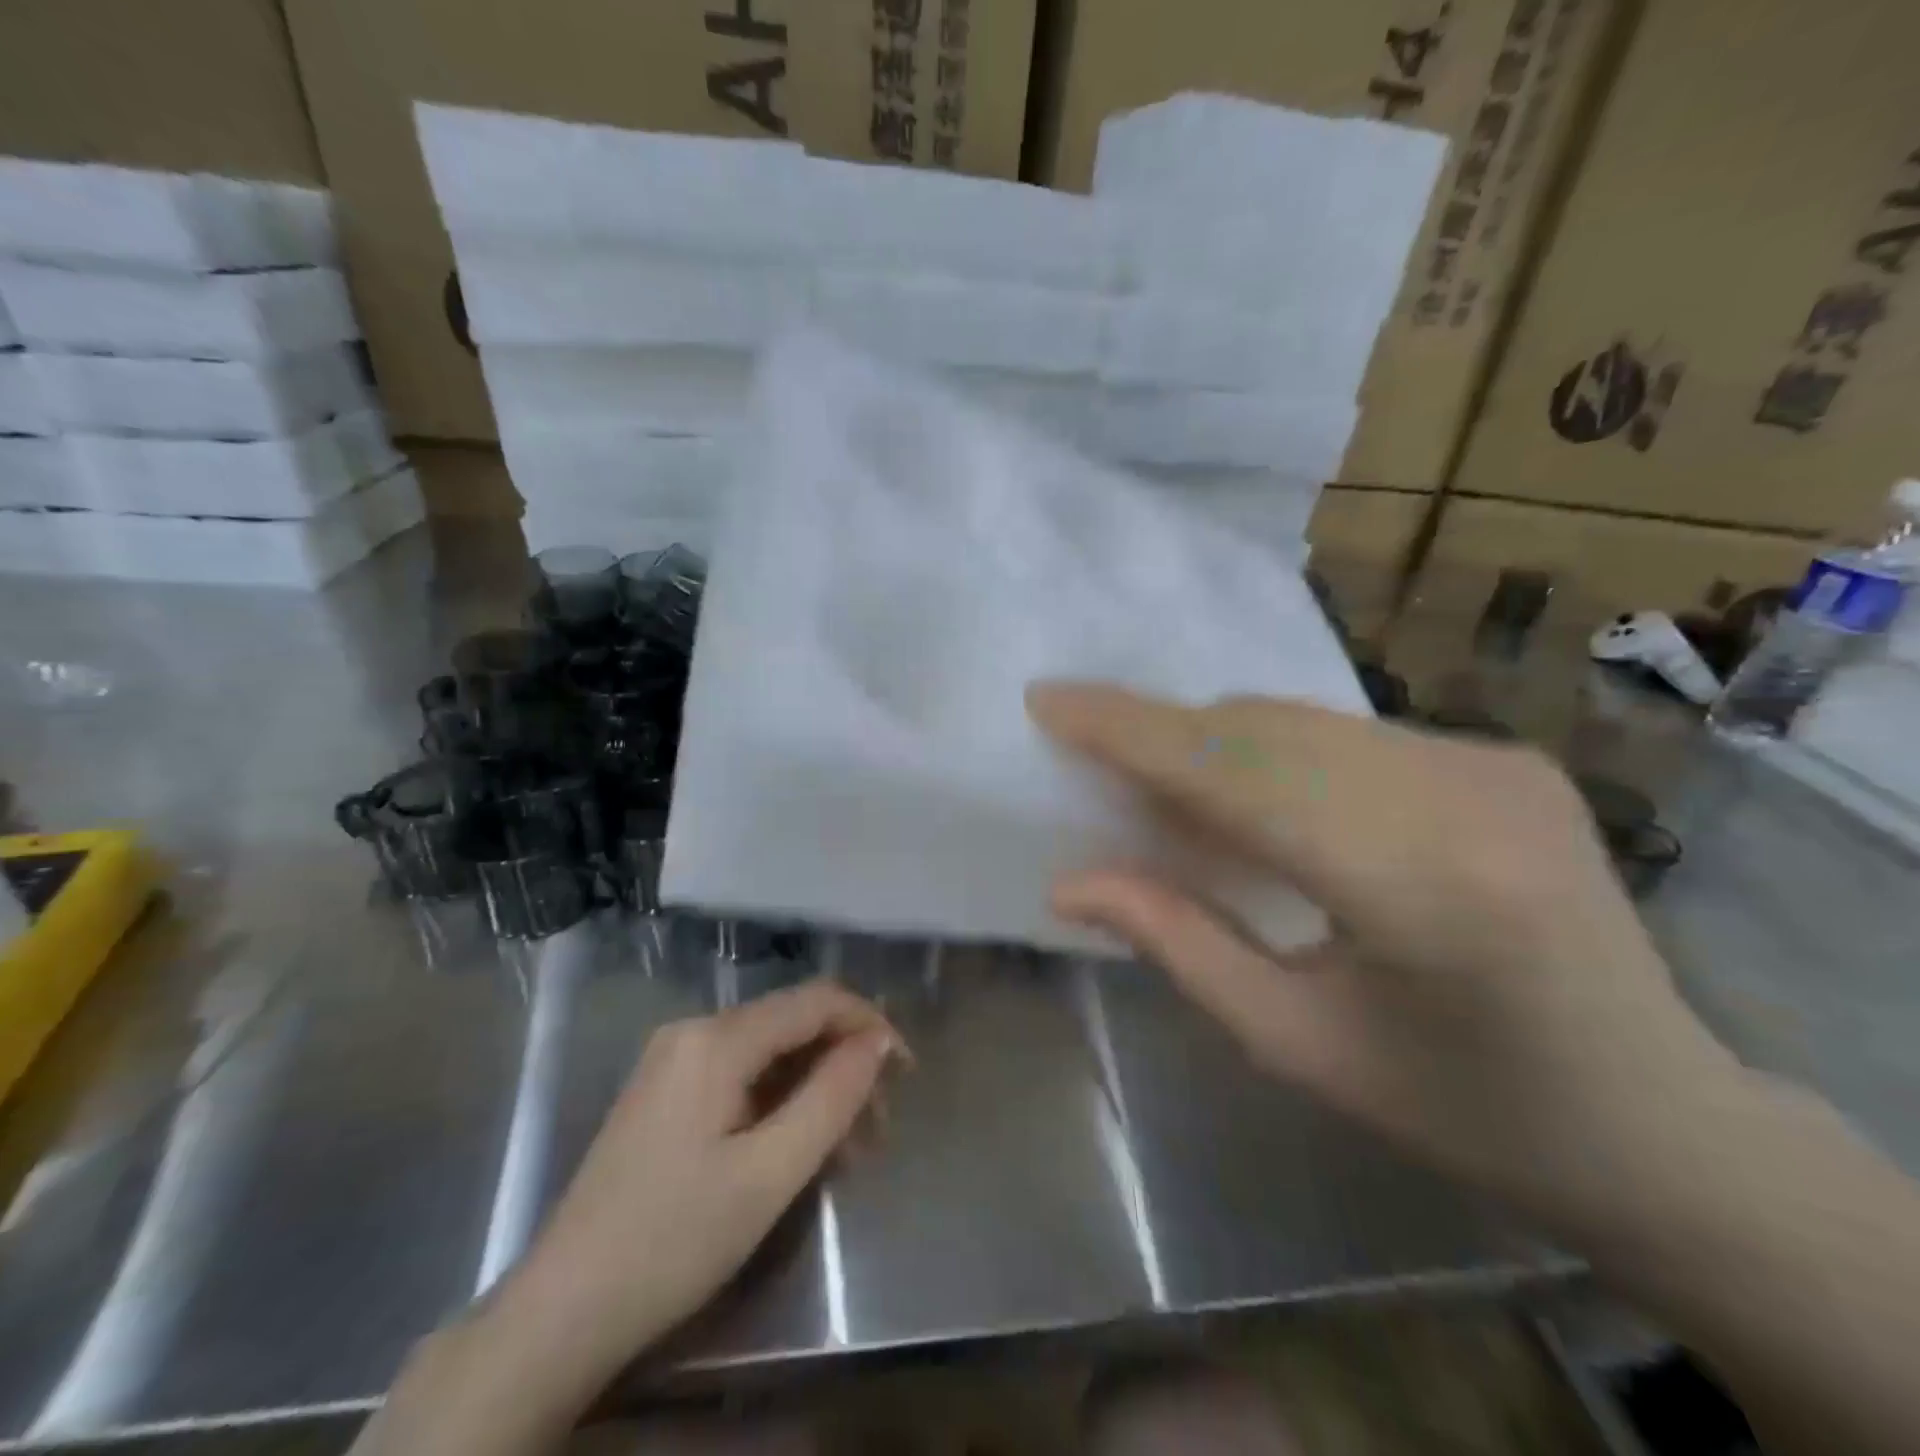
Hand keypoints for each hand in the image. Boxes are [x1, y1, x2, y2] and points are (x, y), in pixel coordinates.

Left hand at [353, 982, 902, 1455]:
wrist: (563, 1311)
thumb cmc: (673, 1240)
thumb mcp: (769, 1174)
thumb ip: (831, 1098)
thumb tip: (879, 1043)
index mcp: (715, 1038)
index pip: (815, 1000)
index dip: (869, 1025)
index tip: (906, 1071)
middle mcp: (694, 1030)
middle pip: (793, 1025)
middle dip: (844, 1065)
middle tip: (878, 1128)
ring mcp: (675, 1059)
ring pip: (770, 1053)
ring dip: (816, 1088)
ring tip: (849, 1149)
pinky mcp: (667, 1091)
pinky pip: (742, 1075)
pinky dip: (782, 1101)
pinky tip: (801, 1145)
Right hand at [1026, 682, 1743, 1236]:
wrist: (1661, 1122)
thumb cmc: (1460, 1110)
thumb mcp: (1294, 1043)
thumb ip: (1176, 942)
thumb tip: (1068, 883)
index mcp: (1420, 887)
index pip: (1239, 774)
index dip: (1132, 731)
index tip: (1049, 699)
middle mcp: (1465, 795)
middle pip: (1265, 730)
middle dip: (1161, 734)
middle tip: (1089, 754)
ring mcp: (1495, 763)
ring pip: (1302, 720)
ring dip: (1214, 741)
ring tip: (1160, 785)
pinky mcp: (1504, 756)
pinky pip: (1346, 733)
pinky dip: (1274, 750)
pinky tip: (1253, 796)